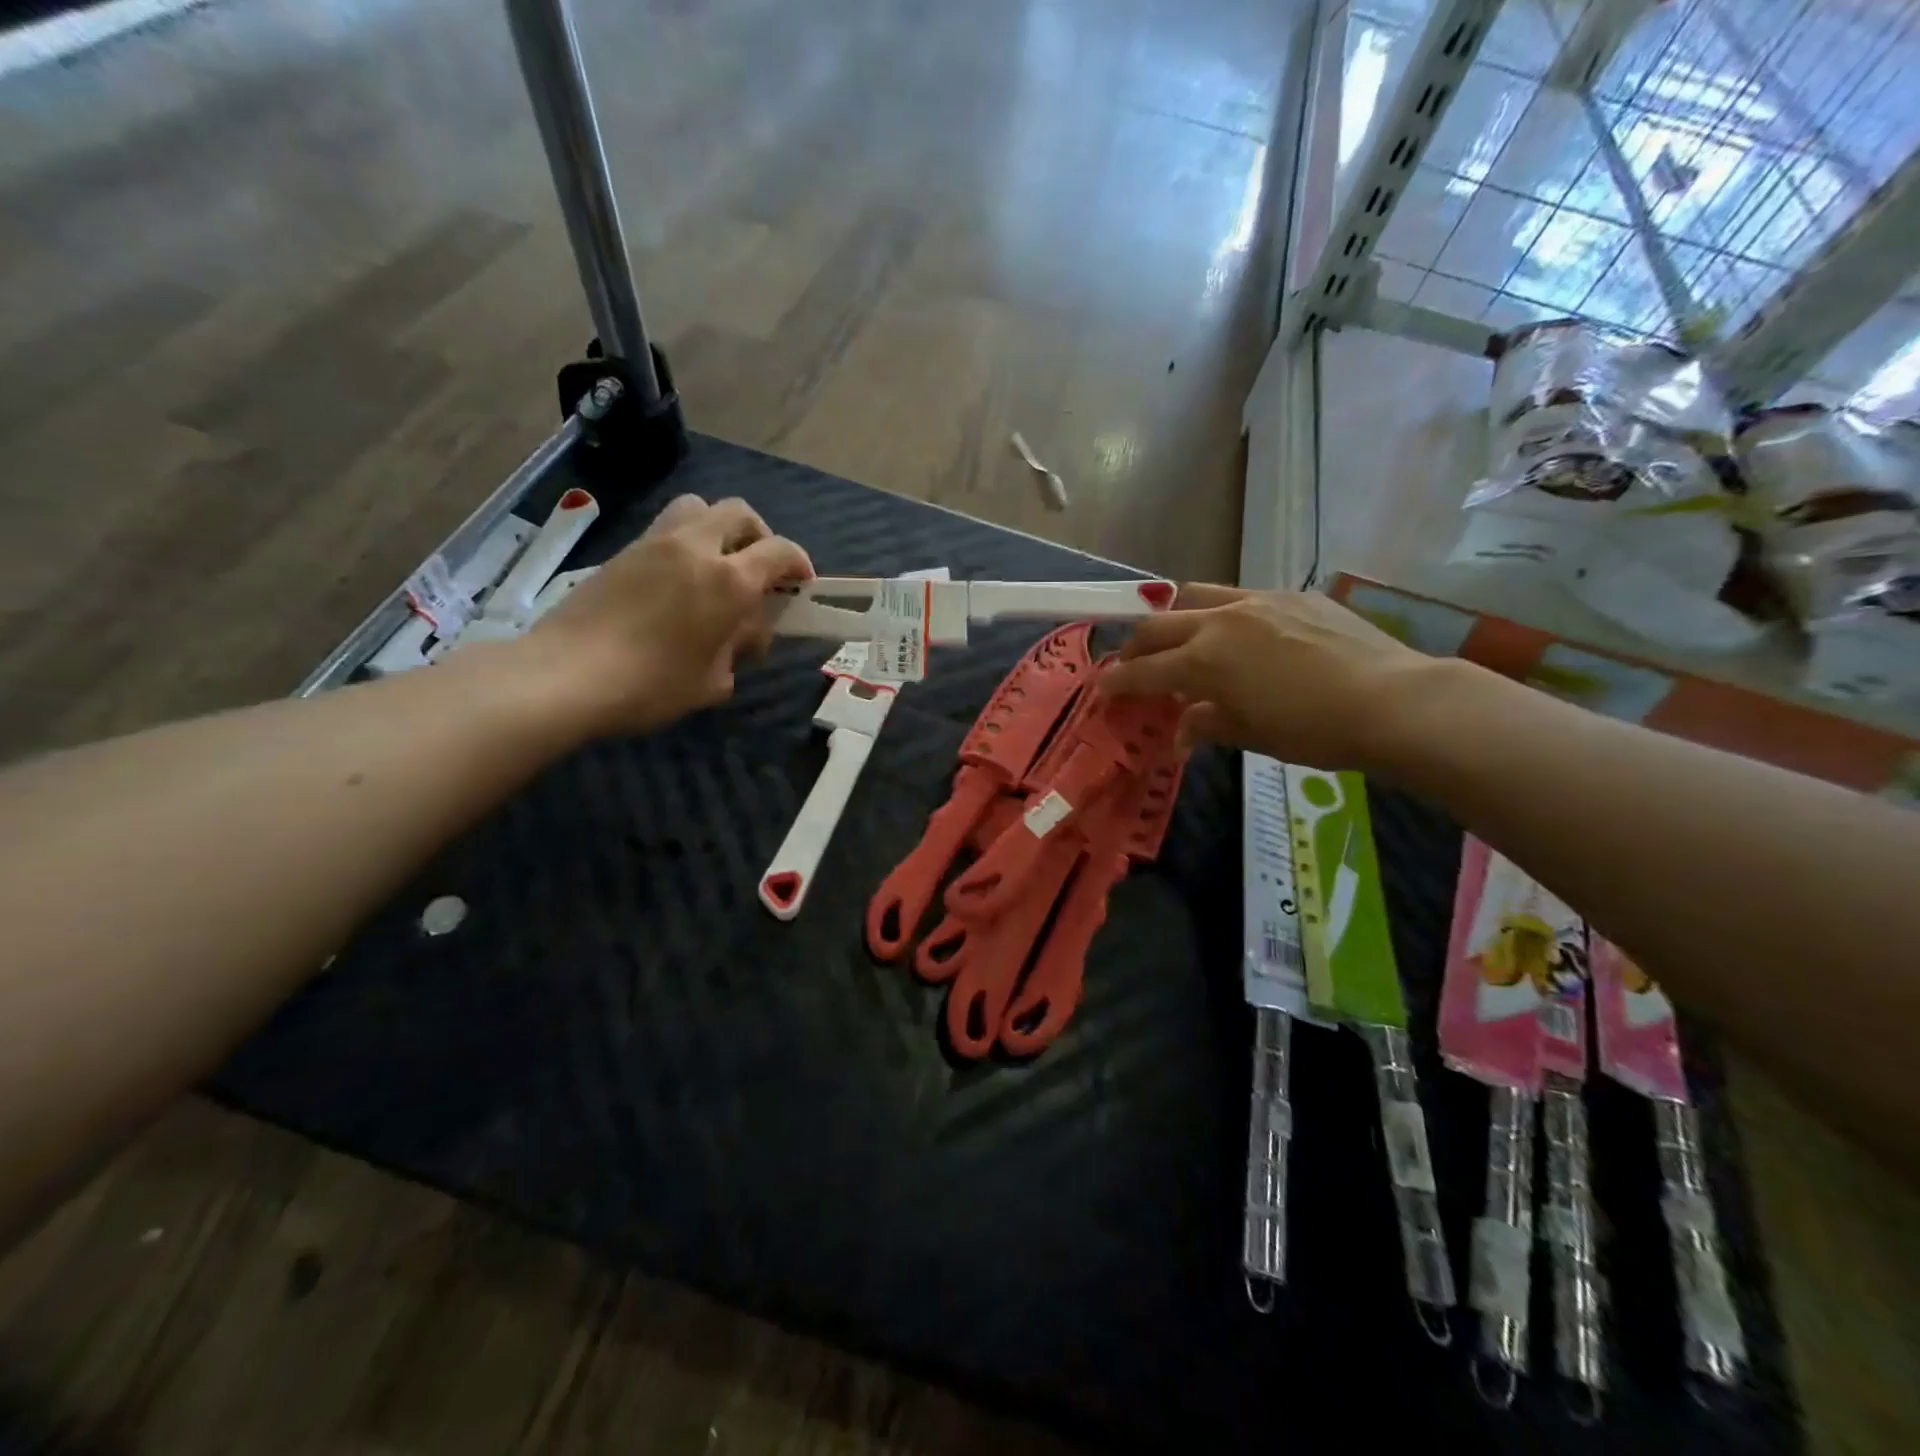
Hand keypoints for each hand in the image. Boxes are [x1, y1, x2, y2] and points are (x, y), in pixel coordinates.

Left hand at [523, 493, 811, 735]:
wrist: (568, 674)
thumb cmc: (652, 685)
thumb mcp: (713, 680)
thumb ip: (737, 648)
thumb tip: (741, 632)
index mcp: (729, 580)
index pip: (779, 551)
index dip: (799, 562)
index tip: (801, 584)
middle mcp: (696, 548)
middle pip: (740, 513)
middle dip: (760, 536)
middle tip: (759, 570)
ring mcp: (656, 543)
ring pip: (699, 507)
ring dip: (718, 528)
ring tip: (716, 565)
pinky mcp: (624, 551)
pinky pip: (667, 528)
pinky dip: (685, 543)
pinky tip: (677, 582)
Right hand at [1102, 584, 1431, 769]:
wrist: (1393, 701)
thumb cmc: (1314, 731)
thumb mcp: (1251, 736)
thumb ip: (1207, 724)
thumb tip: (1181, 731)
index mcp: (1204, 661)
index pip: (1143, 671)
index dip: (1118, 682)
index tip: (1103, 689)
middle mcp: (1220, 622)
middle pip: (1157, 625)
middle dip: (1135, 646)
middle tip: (1131, 664)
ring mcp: (1257, 601)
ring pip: (1195, 596)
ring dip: (1173, 617)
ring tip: (1177, 636)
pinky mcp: (1292, 595)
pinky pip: (1241, 597)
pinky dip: (1223, 615)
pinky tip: (1242, 635)